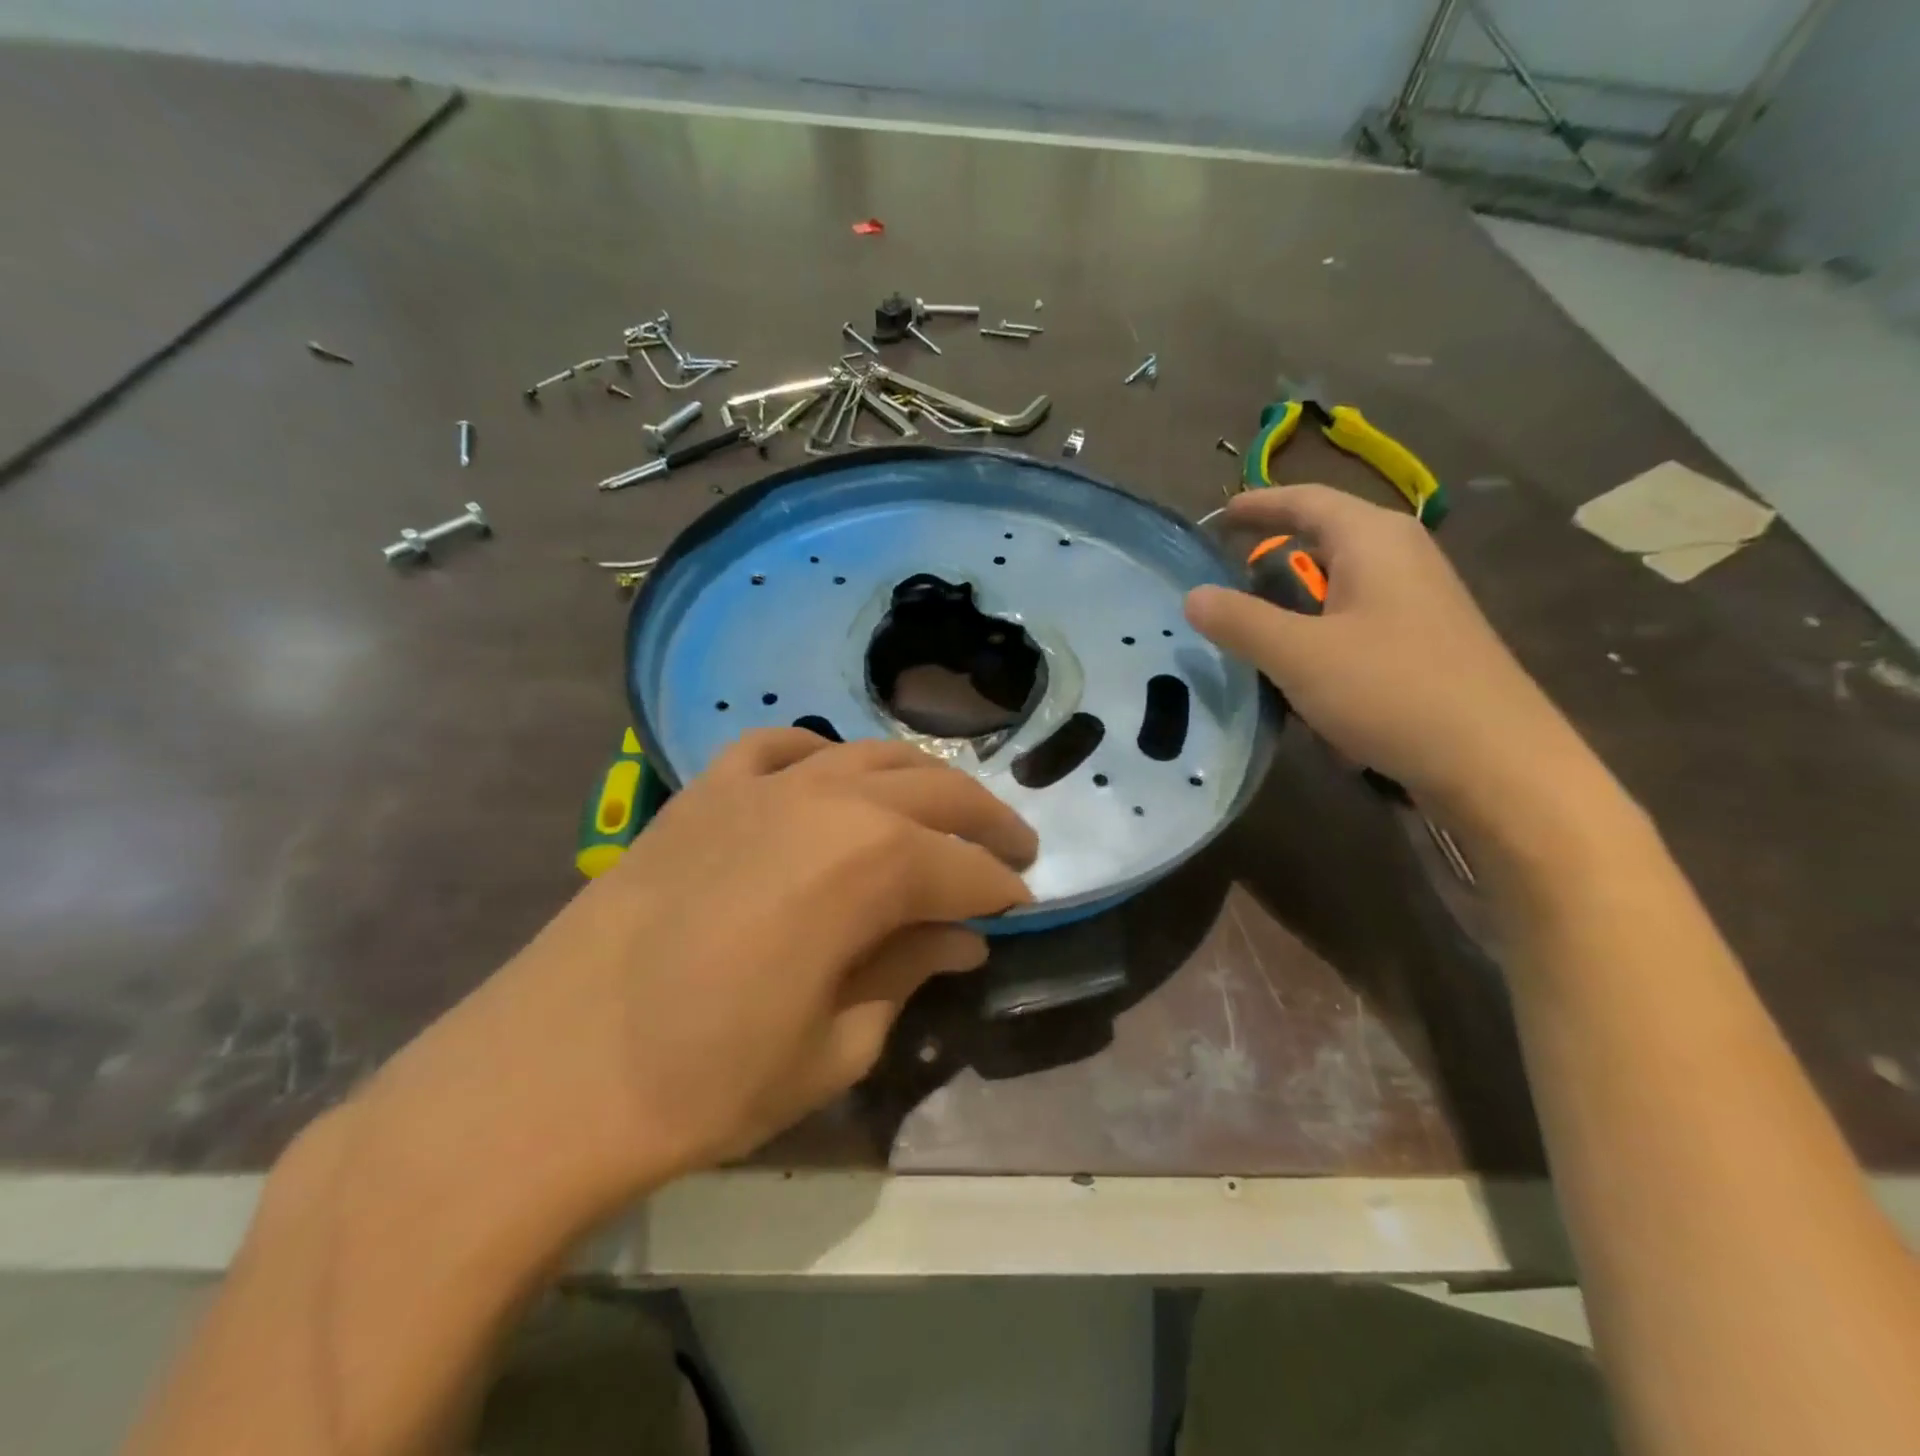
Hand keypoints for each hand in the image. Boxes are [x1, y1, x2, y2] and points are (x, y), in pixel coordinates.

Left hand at [370, 729, 1035, 1219]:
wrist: (546, 1076)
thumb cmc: (706, 1081)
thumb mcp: (835, 1045)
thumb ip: (906, 971)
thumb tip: (959, 936)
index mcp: (870, 864)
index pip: (965, 868)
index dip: (1002, 890)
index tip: (1024, 908)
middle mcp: (827, 800)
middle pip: (934, 790)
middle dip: (985, 820)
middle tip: (1012, 850)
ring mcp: (760, 785)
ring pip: (868, 755)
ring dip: (919, 780)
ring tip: (942, 810)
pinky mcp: (704, 790)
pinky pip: (780, 748)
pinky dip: (820, 757)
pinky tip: (829, 780)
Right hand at [1185, 486, 1598, 826]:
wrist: (1495, 762)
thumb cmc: (1392, 691)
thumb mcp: (1298, 655)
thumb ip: (1240, 621)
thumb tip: (1192, 595)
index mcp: (1374, 540)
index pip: (1306, 501)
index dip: (1258, 504)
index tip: (1215, 517)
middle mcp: (1402, 556)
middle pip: (1326, 536)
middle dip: (1273, 549)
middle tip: (1223, 571)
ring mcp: (1419, 600)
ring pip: (1341, 581)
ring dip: (1294, 595)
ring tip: (1250, 620)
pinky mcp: (1425, 642)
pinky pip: (1356, 618)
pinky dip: (1319, 628)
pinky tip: (1300, 668)